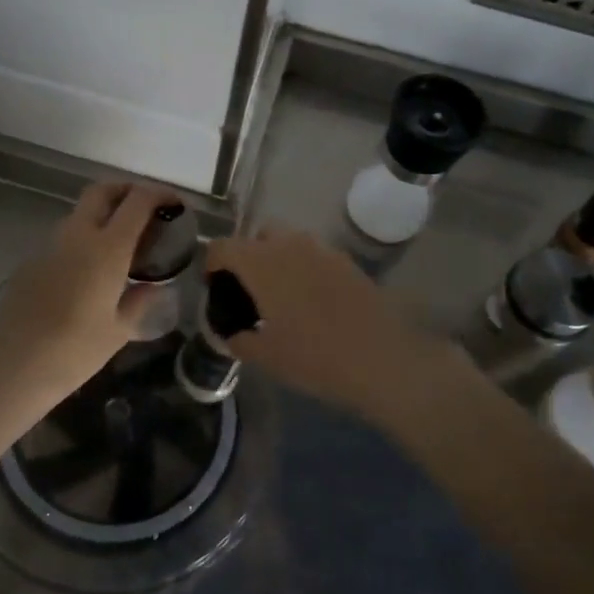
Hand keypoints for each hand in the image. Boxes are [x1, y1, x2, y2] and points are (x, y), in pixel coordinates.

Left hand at [0, 182, 171, 425]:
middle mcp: (78, 234)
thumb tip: (152, 287)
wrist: (8, 366)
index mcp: (107, 247)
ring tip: (123, 244)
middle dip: (127, 190)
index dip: (159, 195)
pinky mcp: (32, 260)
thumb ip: (139, 302)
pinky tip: (93, 269)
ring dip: (104, 214)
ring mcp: (50, 244)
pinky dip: (86, 237)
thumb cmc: (72, 351)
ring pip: (81, 212)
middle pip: (103, 191)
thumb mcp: (118, 331)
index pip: (137, 201)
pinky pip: (66, 236)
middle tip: (147, 209)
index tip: (175, 204)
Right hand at [203, 229, 471, 425]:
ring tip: (281, 297)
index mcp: (261, 262)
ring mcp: (322, 250)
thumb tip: (231, 333)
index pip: (222, 247)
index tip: (216, 290)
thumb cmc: (314, 356)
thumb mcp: (265, 356)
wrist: (381, 358)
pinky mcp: (347, 262)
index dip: (211, 266)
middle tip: (248, 292)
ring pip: (288, 242)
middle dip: (247, 256)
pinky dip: (304, 269)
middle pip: (257, 235)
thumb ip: (238, 339)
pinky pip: (314, 255)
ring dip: (277, 260)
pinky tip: (312, 302)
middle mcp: (289, 245)